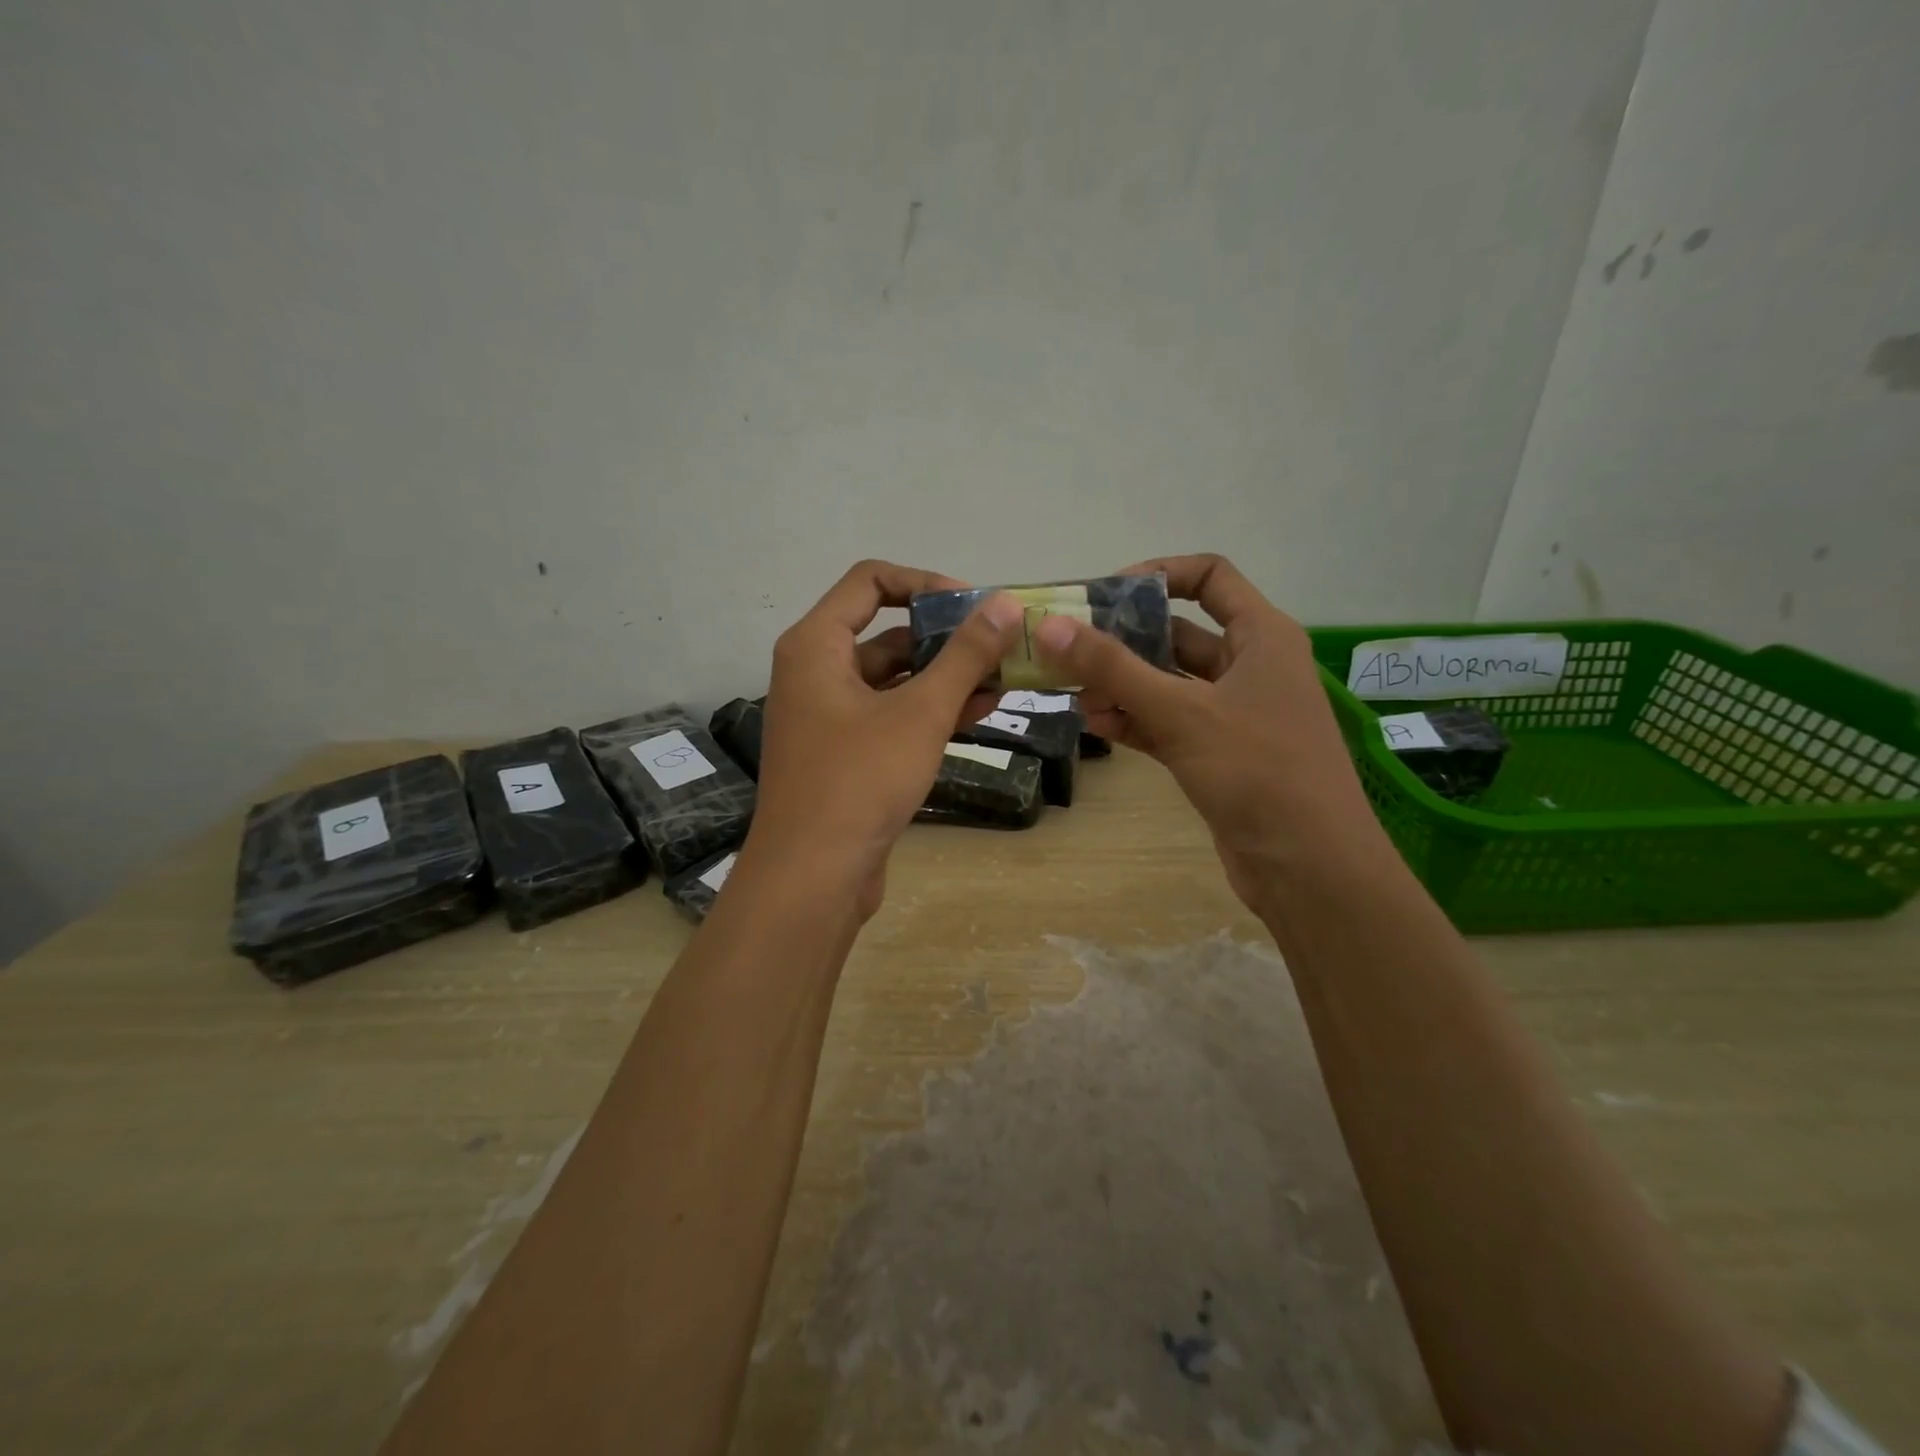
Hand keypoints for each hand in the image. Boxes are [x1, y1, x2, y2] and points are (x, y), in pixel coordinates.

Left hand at [744, 560, 1021, 917]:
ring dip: (946, 678)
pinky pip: (891, 716)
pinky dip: (930, 712)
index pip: (871, 582)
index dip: (925, 584)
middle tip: (1002, 648)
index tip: (974, 607)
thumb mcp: (921, 713)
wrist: (813, 877)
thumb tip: (1003, 604)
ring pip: (895, 680)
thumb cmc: (860, 780)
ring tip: (1004, 681)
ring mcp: (829, 716)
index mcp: (816, 646)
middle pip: (887, 633)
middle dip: (946, 639)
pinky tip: (980, 713)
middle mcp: (815, 672)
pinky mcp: (845, 754)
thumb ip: (964, 656)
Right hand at [1033, 553, 1385, 908]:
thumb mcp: (1181, 712)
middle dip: (1124, 642)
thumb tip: (1049, 625)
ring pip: (1168, 684)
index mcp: (1261, 636)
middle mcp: (1250, 667)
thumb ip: (1112, 668)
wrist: (1309, 868)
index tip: (1105, 595)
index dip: (1158, 575)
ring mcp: (1234, 714)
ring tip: (1074, 697)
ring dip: (1123, 687)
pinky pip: (1169, 723)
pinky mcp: (1219, 755)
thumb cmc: (1258, 771)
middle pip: (1179, 634)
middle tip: (1069, 651)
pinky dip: (1136, 721)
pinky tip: (1097, 726)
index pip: (1210, 577)